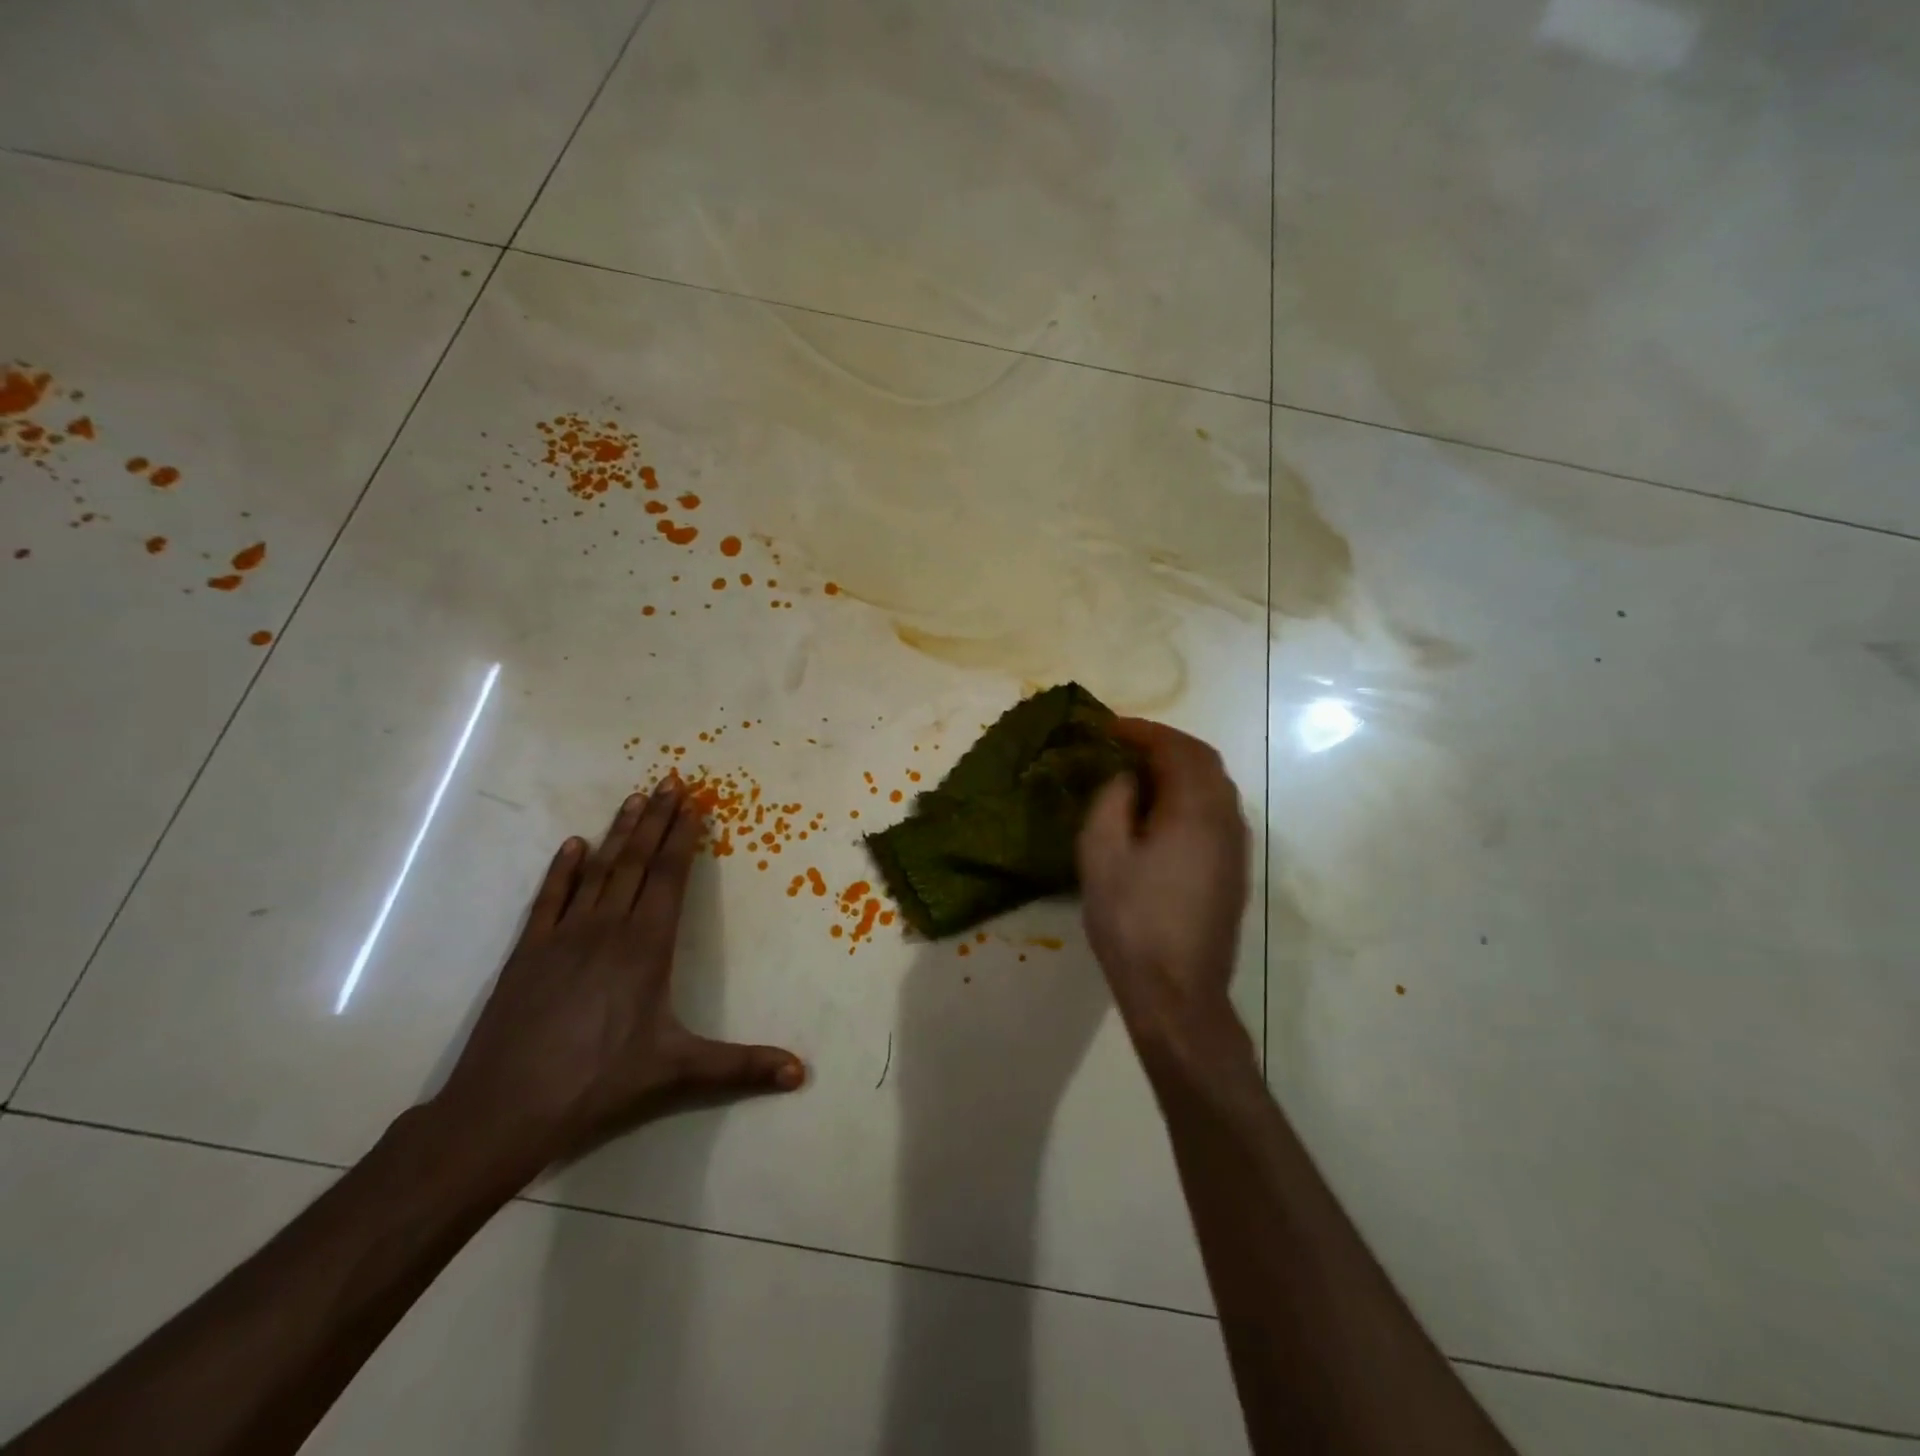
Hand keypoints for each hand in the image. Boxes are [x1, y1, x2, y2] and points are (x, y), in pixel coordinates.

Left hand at [430, 780, 804, 1178]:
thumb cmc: (599, 1082)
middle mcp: (607, 927)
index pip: (670, 876)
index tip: (694, 802)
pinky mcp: (527, 952)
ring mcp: (563, 936)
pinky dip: (562, 869)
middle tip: (670, 781)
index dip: (683, 837)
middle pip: (636, 861)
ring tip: (634, 798)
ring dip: (618, 832)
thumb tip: (801, 1074)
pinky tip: (573, 845)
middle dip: (657, 819)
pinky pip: (549, 898)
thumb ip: (742, 1067)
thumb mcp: (678, 1071)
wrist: (503, 1109)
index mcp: (646, 946)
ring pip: (598, 870)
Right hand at [1077, 719, 1251, 1053]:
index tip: (1110, 728)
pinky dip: (1190, 796)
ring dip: (1180, 770)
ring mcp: (1236, 847)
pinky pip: (1216, 813)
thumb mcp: (1102, 854)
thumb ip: (1113, 801)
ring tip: (1139, 775)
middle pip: (1204, 761)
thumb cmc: (1132, 921)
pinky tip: (1161, 815)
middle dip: (1165, 745)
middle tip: (1125, 745)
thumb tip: (1129, 778)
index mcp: (1196, 810)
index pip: (1176, 749)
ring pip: (1215, 787)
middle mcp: (1227, 819)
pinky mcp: (1234, 871)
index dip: (1143, 731)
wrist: (1177, 992)